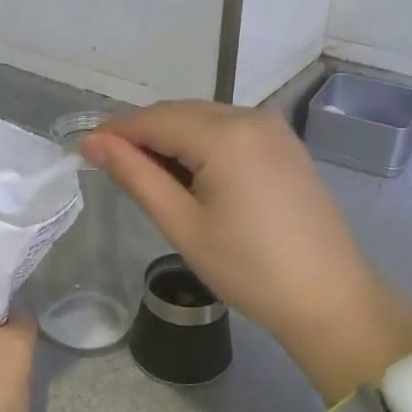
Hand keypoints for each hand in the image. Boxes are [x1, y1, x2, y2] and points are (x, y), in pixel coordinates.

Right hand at [80, 102, 411, 401]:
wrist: (329, 298)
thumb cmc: (249, 268)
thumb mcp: (182, 224)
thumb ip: (135, 176)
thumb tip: (93, 143)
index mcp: (225, 134)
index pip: (153, 118)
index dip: (115, 132)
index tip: (82, 152)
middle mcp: (251, 116)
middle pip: (179, 113)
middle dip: (142, 135)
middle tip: (111, 169)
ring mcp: (273, 129)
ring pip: (204, 120)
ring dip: (171, 141)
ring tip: (149, 180)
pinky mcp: (285, 145)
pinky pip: (229, 131)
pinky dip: (201, 146)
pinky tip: (190, 177)